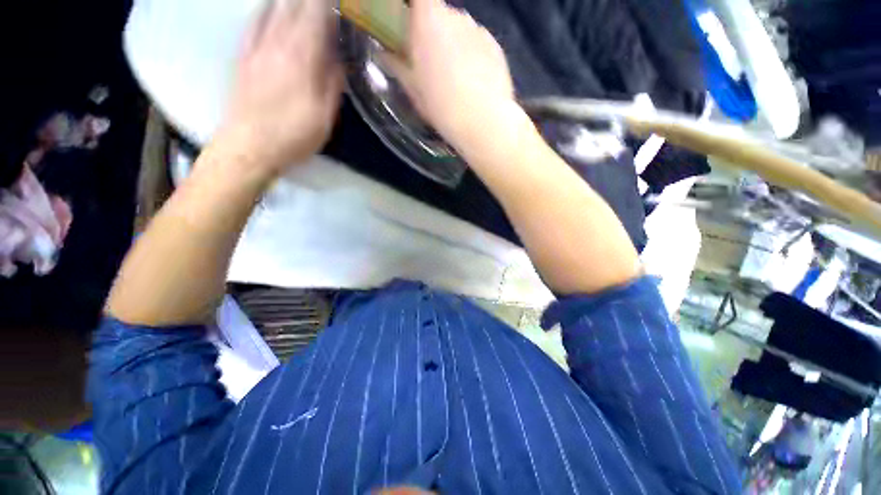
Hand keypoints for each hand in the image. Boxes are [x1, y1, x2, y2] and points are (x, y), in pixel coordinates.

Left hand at [220, 0, 342, 174]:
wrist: (249, 145)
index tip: (336, 0)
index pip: (316, 17)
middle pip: (293, 7)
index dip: (325, 3)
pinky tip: (268, 7)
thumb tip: (339, 60)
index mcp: (302, 59)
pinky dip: (263, 10)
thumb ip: (332, 85)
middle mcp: (278, 44)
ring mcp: (257, 47)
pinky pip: (252, 23)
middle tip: (322, 0)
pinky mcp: (243, 56)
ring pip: (272, 10)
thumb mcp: (324, 117)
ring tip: (299, 1)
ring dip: (287, 1)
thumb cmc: (293, 134)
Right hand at [385, 0, 517, 150]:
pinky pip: (478, 45)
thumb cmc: (441, 105)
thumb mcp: (413, 89)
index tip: (411, 26)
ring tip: (455, 78)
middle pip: (441, 14)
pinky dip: (473, 56)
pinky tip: (473, 82)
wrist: (482, 122)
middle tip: (431, 63)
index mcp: (429, 20)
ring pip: (461, 30)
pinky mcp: (496, 47)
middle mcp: (456, 16)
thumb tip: (386, 54)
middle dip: (434, 33)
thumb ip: (398, 66)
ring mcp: (479, 31)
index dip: (414, 9)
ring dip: (455, 45)